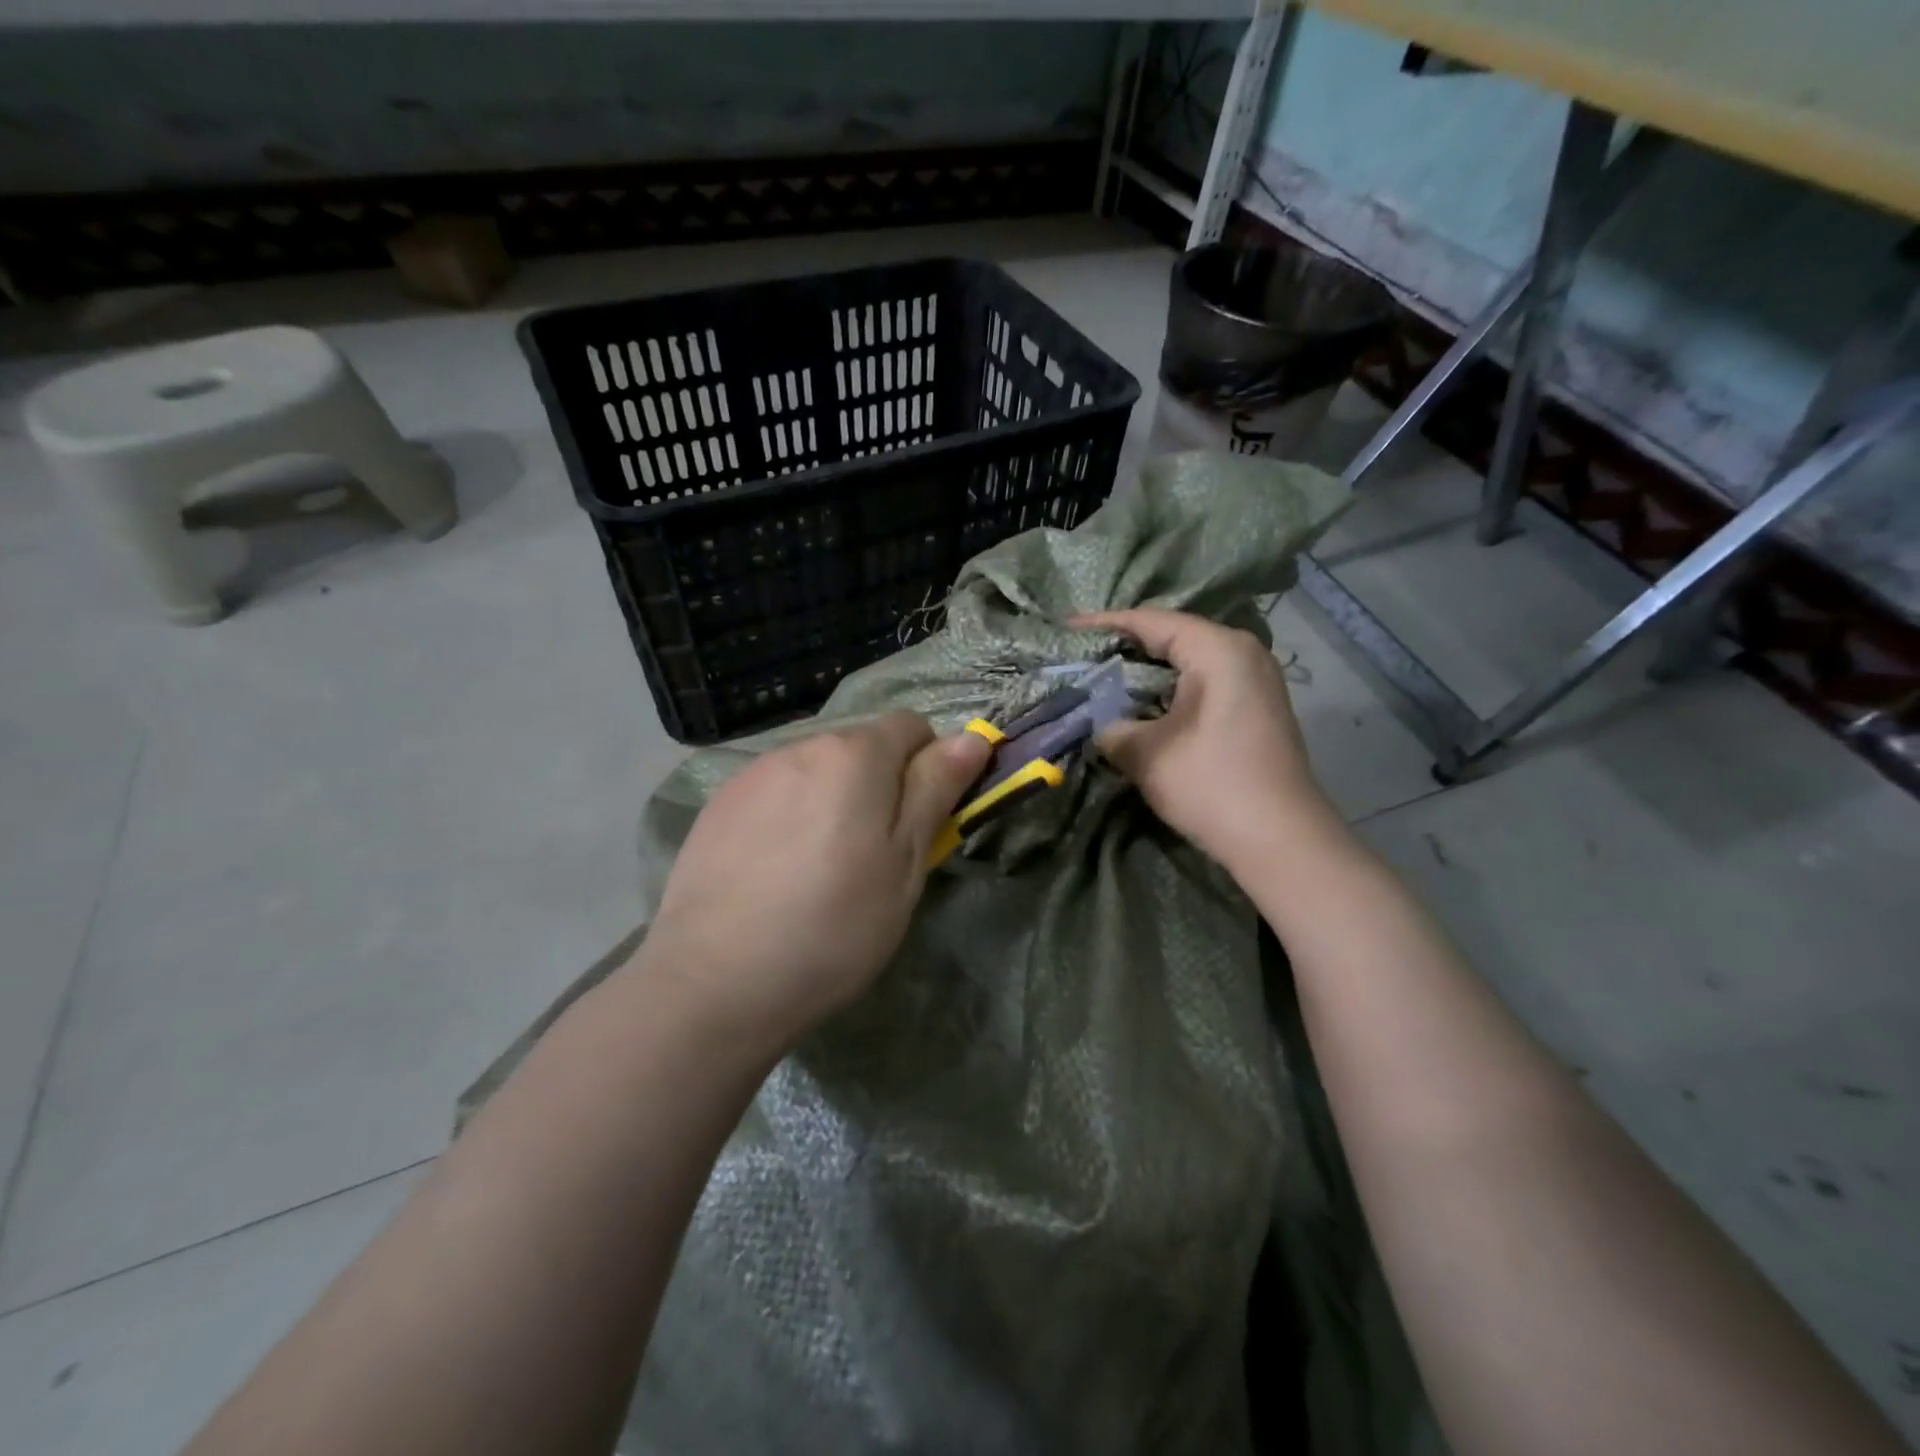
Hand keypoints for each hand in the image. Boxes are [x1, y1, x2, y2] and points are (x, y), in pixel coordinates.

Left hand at [636, 713, 991, 1047]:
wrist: (714, 981)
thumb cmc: (833, 925)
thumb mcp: (904, 863)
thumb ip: (935, 790)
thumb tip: (971, 737)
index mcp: (854, 754)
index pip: (912, 726)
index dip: (928, 767)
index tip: (921, 822)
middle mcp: (801, 746)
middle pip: (861, 746)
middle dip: (880, 785)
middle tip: (875, 855)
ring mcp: (753, 774)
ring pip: (817, 771)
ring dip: (833, 799)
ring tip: (820, 868)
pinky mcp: (719, 805)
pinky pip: (776, 793)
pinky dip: (791, 815)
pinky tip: (776, 871)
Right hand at [1072, 608, 1333, 872]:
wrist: (1282, 841)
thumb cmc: (1213, 786)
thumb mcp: (1146, 755)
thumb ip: (1111, 728)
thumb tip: (1099, 724)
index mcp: (1218, 650)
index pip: (1151, 622)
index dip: (1103, 624)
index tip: (1064, 629)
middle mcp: (1242, 652)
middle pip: (1171, 636)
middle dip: (1123, 647)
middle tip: (1078, 655)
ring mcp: (1254, 680)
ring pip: (1187, 662)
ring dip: (1146, 672)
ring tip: (1101, 678)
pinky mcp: (1255, 707)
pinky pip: (1202, 683)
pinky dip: (1168, 690)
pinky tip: (1140, 705)